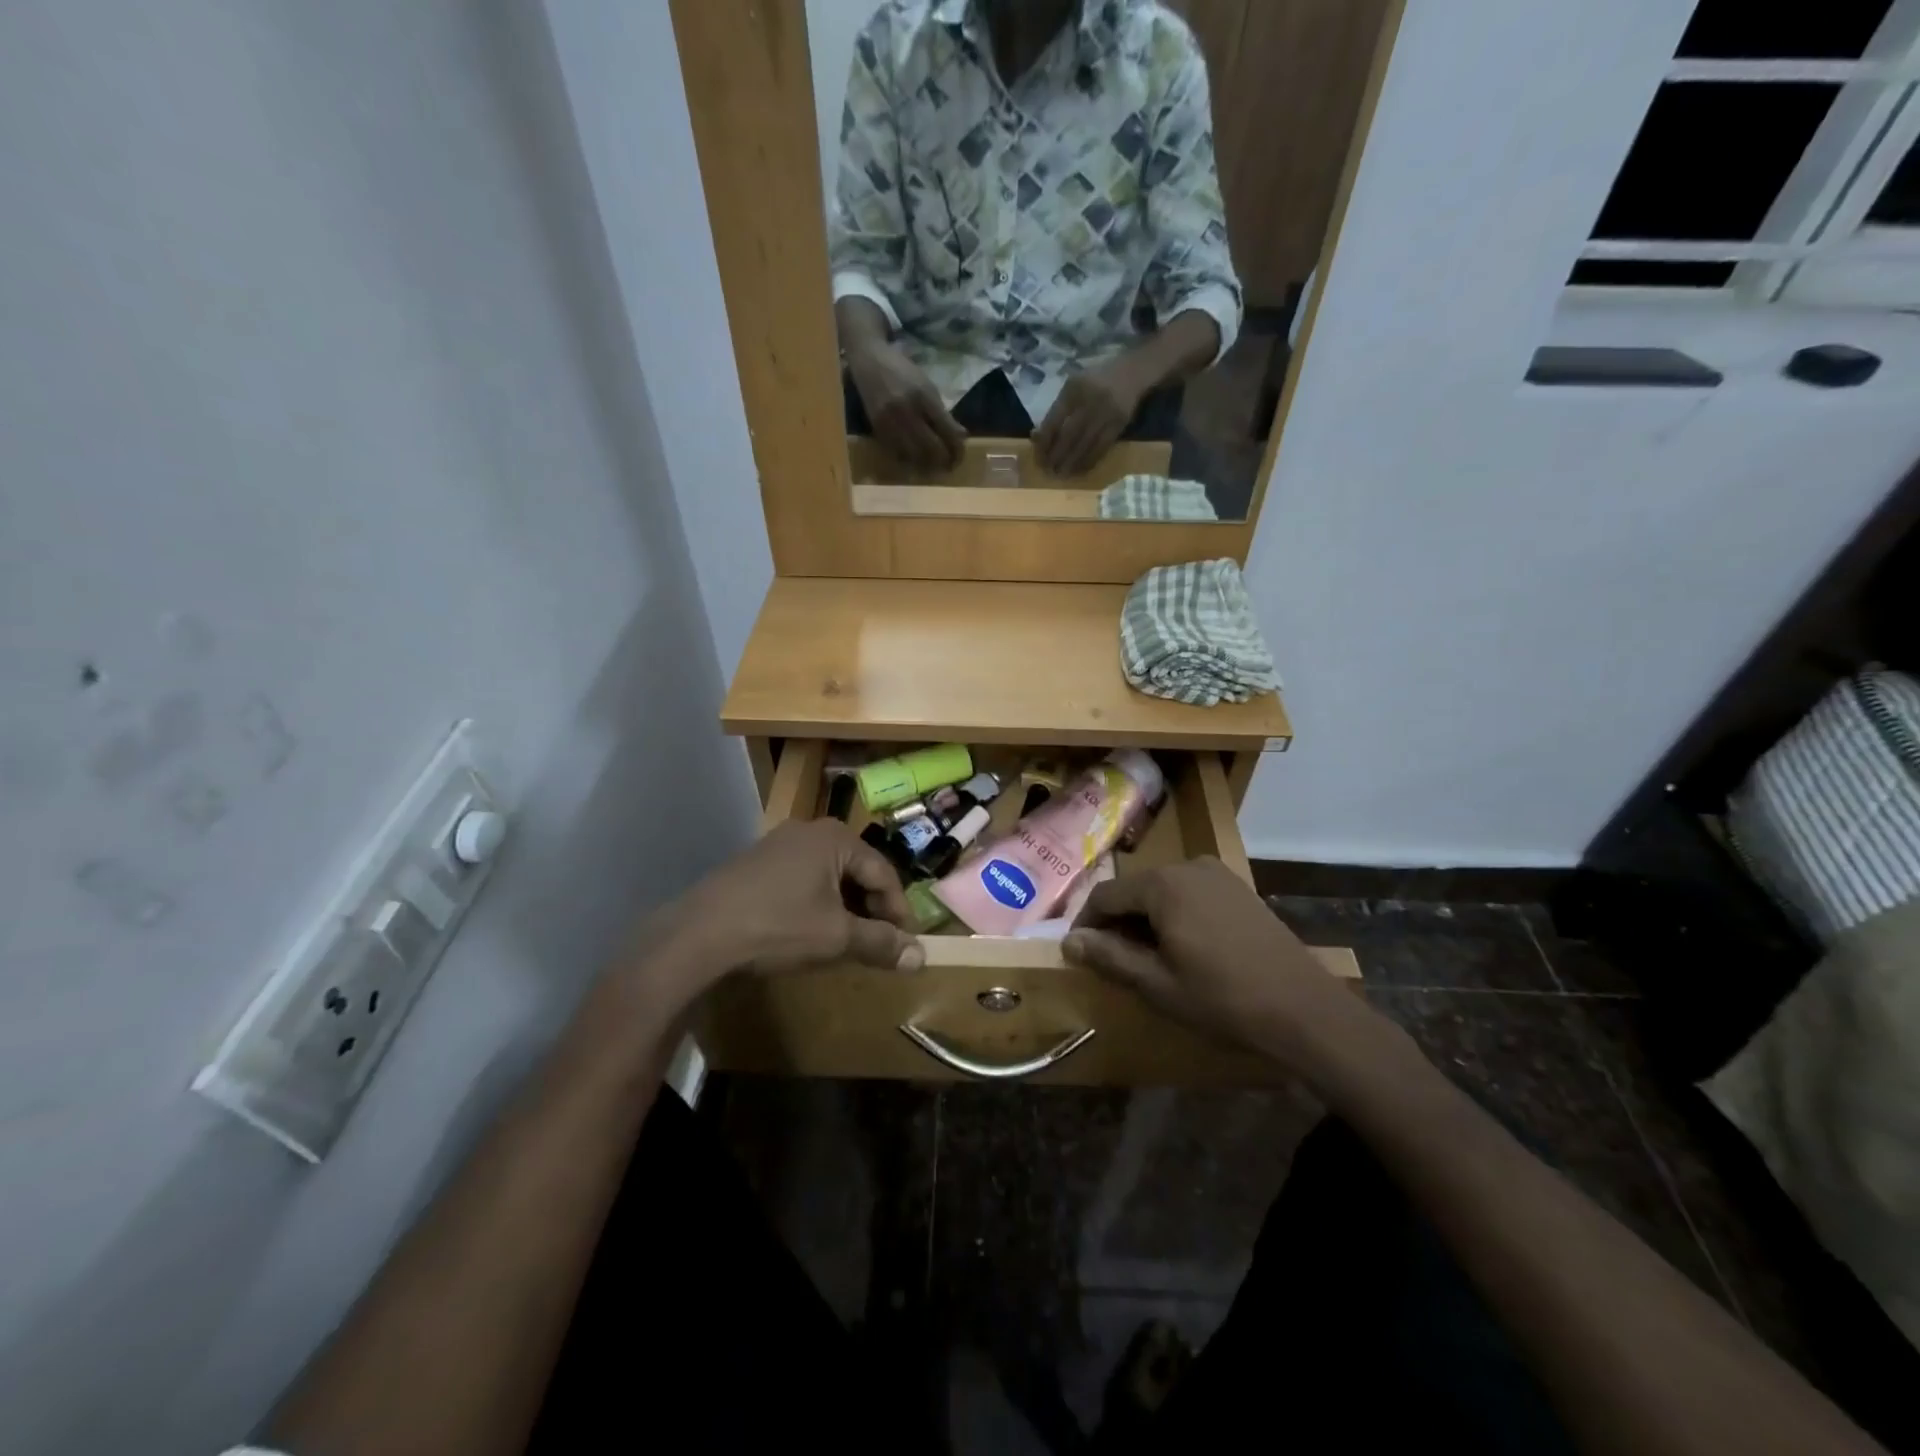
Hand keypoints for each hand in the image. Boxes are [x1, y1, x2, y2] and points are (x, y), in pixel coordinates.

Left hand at [642, 821, 923, 1006]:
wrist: (698, 934)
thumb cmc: (777, 927)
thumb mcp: (836, 937)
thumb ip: (881, 943)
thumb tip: (922, 957)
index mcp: (836, 838)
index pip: (884, 873)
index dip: (898, 911)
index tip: (904, 944)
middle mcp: (809, 831)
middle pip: (857, 870)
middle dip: (871, 909)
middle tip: (877, 944)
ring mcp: (779, 843)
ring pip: (829, 876)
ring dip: (844, 908)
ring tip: (847, 941)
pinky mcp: (757, 862)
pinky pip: (802, 879)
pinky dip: (816, 903)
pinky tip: (810, 931)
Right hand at [847, 340, 965, 471]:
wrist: (870, 361)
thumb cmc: (903, 372)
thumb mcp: (928, 386)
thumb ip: (943, 413)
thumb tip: (961, 436)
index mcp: (924, 396)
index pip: (947, 431)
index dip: (957, 449)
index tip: (959, 456)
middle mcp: (907, 410)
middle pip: (931, 448)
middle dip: (944, 461)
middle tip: (950, 466)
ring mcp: (890, 421)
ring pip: (914, 456)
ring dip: (927, 465)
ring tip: (935, 466)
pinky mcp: (877, 429)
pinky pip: (898, 453)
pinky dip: (910, 460)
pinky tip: (916, 460)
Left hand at [1035, 360, 1144, 475]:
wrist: (1132, 372)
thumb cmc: (1095, 380)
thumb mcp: (1073, 386)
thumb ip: (1056, 409)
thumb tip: (1037, 437)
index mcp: (1073, 389)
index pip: (1054, 420)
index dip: (1045, 442)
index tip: (1038, 457)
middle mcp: (1089, 400)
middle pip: (1068, 435)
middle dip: (1057, 456)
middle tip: (1048, 470)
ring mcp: (1106, 413)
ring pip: (1085, 444)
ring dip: (1072, 463)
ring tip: (1061, 474)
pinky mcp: (1119, 424)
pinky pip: (1101, 448)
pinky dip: (1089, 461)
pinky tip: (1080, 470)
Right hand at [1063, 859, 1371, 1075]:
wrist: (1304, 1009)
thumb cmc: (1222, 999)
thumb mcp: (1156, 984)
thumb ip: (1109, 957)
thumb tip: (1069, 942)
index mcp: (1162, 884)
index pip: (1105, 895)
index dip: (1086, 924)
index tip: (1079, 954)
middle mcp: (1188, 866)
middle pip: (1135, 890)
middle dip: (1118, 923)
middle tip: (1113, 961)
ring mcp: (1218, 875)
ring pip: (1163, 892)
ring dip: (1147, 920)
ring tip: (1147, 959)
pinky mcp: (1239, 890)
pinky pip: (1191, 895)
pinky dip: (1175, 916)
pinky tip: (1184, 949)